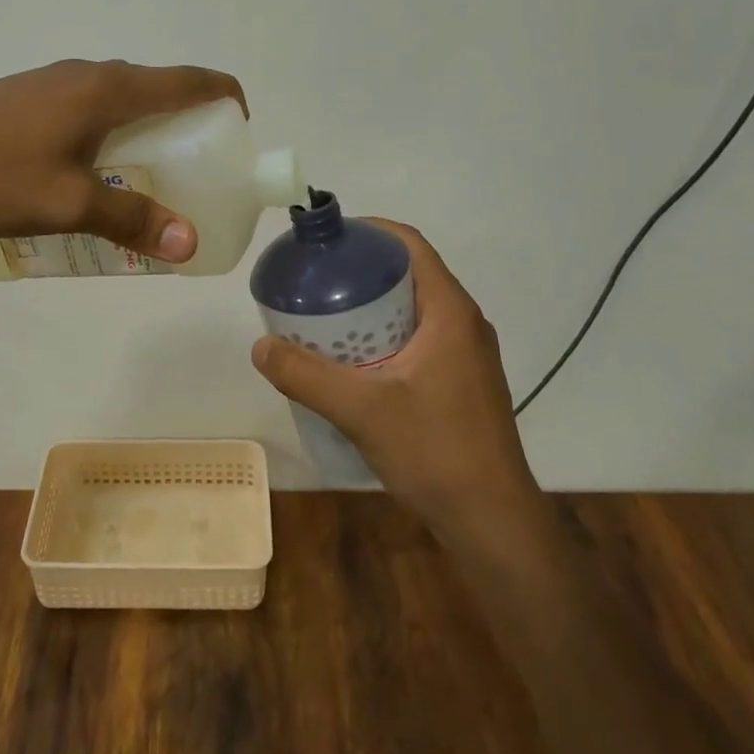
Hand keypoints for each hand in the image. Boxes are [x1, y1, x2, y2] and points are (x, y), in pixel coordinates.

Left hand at [0, 59, 244, 263]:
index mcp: (109, 89)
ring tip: (151, 183)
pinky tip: (95, 177)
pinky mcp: (31, 98)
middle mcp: (89, 75)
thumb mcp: (69, 203)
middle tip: (198, 176)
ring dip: (148, 134)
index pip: (191, 80)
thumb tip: (189, 242)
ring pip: (123, 102)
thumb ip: (132, 218)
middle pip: (160, 89)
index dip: (226, 99)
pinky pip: (92, 110)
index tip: (240, 135)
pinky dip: (114, 136)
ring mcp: (56, 83)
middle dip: (190, 127)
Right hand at [250, 220, 540, 536]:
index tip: (326, 240)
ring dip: (371, 305)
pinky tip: (352, 362)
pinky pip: (418, 338)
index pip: (410, 245)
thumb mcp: (362, 410)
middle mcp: (463, 323)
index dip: (368, 231)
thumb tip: (260, 347)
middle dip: (361, 270)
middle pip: (408, 274)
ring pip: (412, 309)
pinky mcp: (462, 381)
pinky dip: (384, 335)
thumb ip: (307, 376)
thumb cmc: (436, 452)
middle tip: (315, 280)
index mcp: (449, 312)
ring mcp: (466, 355)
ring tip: (325, 317)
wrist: (493, 522)